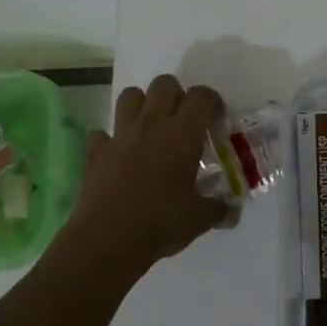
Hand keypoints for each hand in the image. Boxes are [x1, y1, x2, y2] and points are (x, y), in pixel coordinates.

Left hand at [66, 75, 228, 274]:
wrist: (107, 241)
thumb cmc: (161, 224)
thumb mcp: (200, 219)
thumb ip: (218, 209)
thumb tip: (231, 211)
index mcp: (182, 134)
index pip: (201, 97)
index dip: (212, 102)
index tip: (217, 119)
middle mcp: (151, 125)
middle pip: (164, 84)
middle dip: (177, 94)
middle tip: (184, 121)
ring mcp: (120, 136)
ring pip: (130, 96)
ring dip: (143, 104)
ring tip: (152, 127)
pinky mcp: (95, 152)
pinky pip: (101, 133)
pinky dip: (111, 139)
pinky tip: (119, 155)